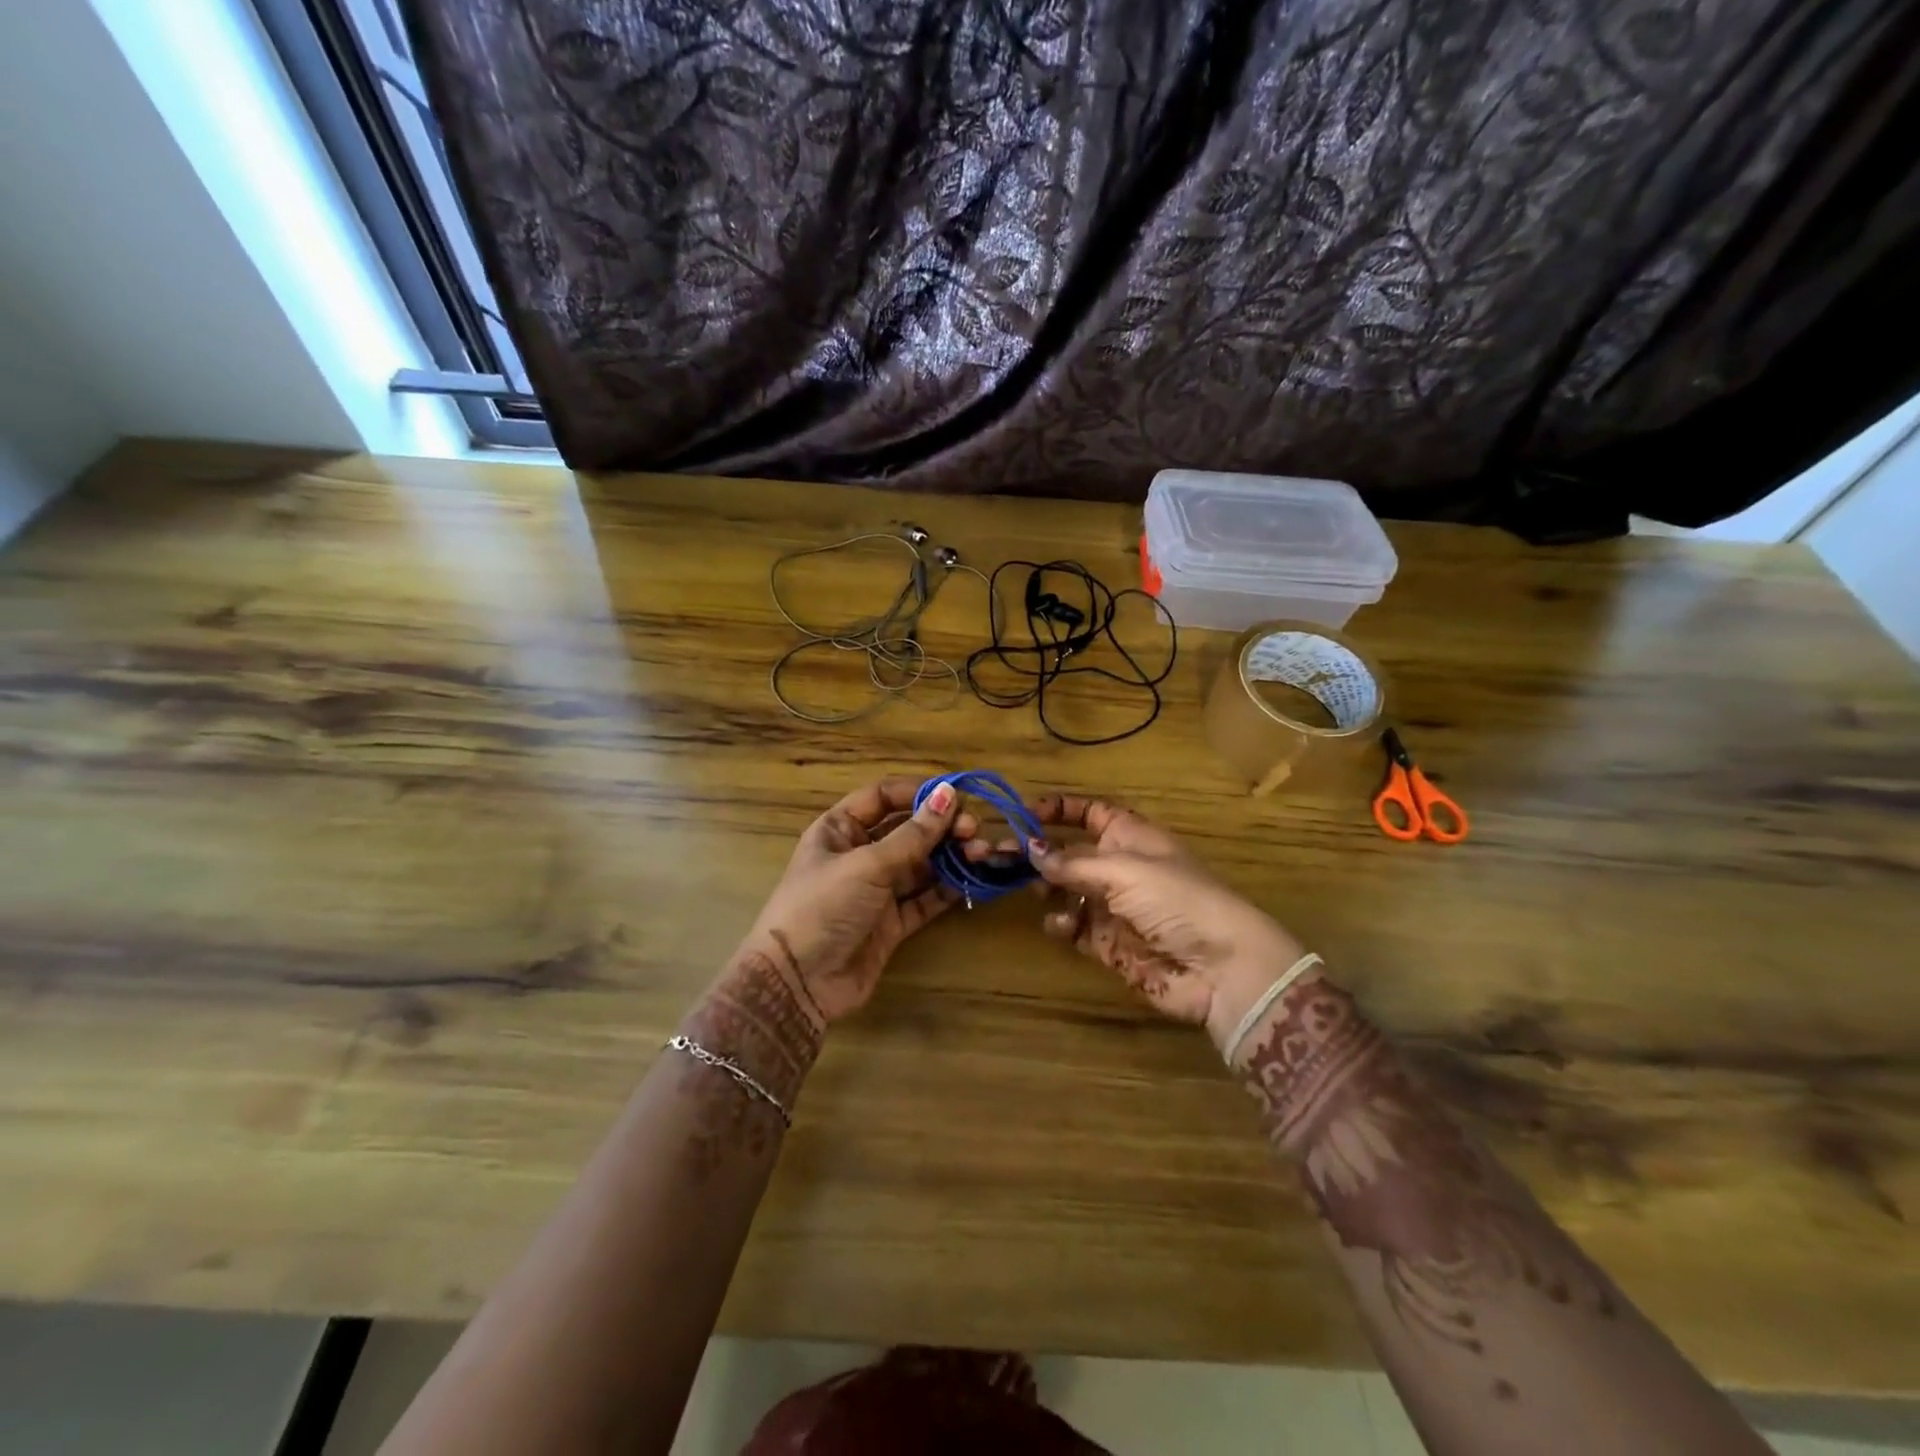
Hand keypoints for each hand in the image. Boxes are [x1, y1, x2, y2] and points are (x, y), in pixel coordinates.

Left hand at [737, 776, 974, 1026]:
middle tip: (973, 830)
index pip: (883, 797)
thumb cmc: (822, 906)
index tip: (956, 795)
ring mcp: (876, 890)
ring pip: (921, 865)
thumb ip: (913, 834)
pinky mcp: (891, 923)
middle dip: (942, 827)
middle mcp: (860, 854)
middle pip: (908, 830)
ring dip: (951, 857)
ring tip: (981, 853)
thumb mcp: (867, 864)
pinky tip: (971, 880)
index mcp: (840, 829)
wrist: (797, 983)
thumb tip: (949, 794)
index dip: (918, 792)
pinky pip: (925, 898)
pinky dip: (948, 889)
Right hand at [1026, 793, 1306, 1051]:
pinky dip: (1062, 923)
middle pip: (1069, 853)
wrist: (1219, 967)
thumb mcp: (1123, 870)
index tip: (1023, 814)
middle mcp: (1119, 866)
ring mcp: (1113, 906)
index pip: (1089, 813)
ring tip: (1037, 892)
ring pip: (1066, 890)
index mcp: (1130, 836)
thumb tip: (1030, 849)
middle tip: (1002, 859)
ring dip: (1047, 889)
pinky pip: (1074, 926)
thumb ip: (1072, 863)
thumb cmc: (1176, 899)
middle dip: (1038, 854)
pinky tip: (1063, 924)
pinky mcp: (1109, 943)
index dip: (1059, 810)